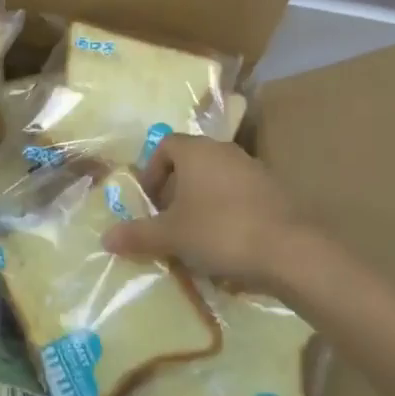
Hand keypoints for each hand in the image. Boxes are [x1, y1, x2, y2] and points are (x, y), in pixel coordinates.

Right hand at [100, 136, 307, 291]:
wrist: (289, 249)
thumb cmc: (221, 231)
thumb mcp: (172, 236)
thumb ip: (139, 235)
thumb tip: (105, 237)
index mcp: (196, 150)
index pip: (165, 145)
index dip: (152, 171)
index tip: (149, 201)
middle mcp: (224, 150)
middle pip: (191, 161)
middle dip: (176, 189)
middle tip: (168, 220)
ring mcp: (252, 168)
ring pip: (216, 178)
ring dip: (202, 201)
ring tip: (197, 236)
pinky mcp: (274, 190)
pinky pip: (240, 194)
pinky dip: (228, 211)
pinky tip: (228, 243)